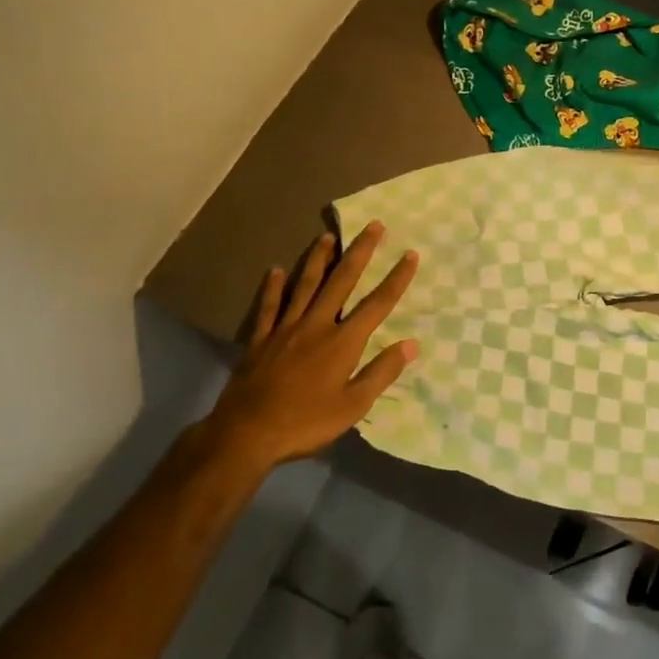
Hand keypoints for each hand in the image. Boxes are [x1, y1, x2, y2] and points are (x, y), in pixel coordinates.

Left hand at [199, 224, 419, 469]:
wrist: (246, 433)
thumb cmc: (306, 423)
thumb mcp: (353, 406)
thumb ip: (381, 373)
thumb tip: (411, 344)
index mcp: (343, 342)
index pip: (377, 304)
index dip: (396, 278)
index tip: (410, 254)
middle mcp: (317, 325)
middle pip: (342, 281)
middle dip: (360, 252)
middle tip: (373, 226)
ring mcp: (285, 329)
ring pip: (305, 285)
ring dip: (319, 259)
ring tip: (328, 236)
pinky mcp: (261, 339)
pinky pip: (269, 306)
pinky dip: (273, 287)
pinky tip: (276, 270)